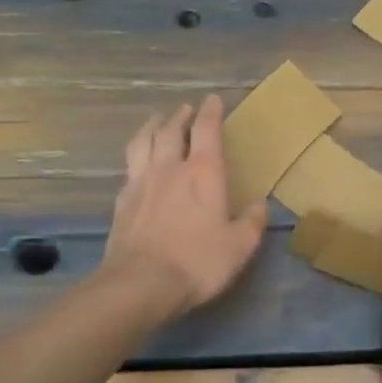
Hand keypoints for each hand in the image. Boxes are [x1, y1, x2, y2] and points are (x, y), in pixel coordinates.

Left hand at [105, 97, 267, 313]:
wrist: (141, 283)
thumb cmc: (197, 261)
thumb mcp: (239, 246)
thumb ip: (252, 222)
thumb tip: (260, 205)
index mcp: (203, 173)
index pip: (207, 131)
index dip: (211, 112)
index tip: (213, 99)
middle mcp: (170, 169)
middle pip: (171, 130)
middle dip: (180, 116)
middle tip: (186, 108)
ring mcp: (141, 183)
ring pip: (143, 142)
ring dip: (151, 127)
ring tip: (156, 120)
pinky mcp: (121, 202)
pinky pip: (128, 168)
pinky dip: (136, 157)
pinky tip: (137, 164)